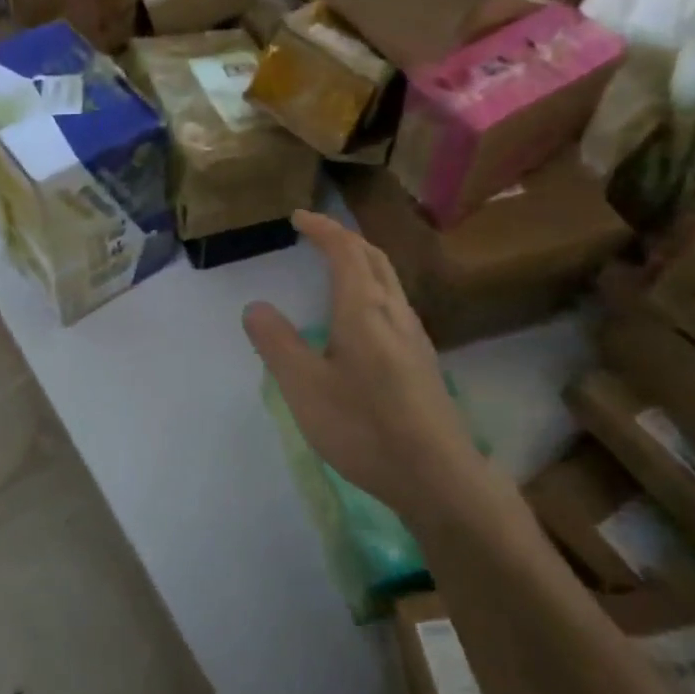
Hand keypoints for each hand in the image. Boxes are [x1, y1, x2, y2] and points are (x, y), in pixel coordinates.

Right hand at [242, 211, 487, 520]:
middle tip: (316, 234)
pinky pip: (395, 301)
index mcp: (364, 308)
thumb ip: (278, 344)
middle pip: (373, 256)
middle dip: (344, 237)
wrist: (439, 477)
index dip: (322, 228)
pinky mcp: (423, 359)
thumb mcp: (305, 387)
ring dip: (362, 259)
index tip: (298, 216)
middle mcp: (394, 311)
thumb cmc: (365, 427)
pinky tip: (362, 316)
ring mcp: (415, 335)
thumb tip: (255, 306)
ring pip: (389, 278)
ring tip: (336, 265)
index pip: (344, 249)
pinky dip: (372, 285)